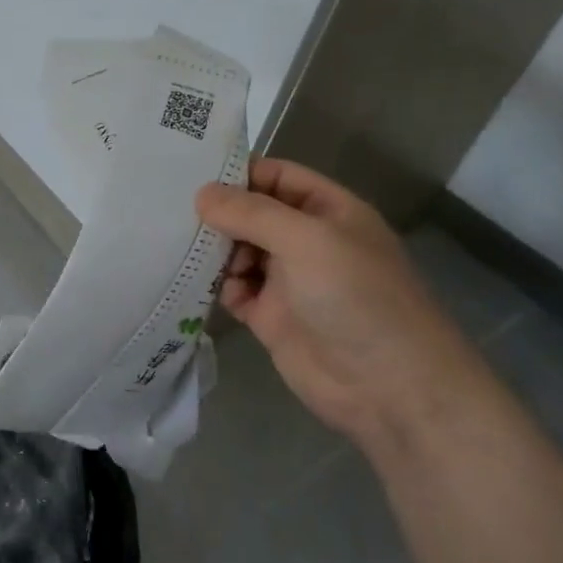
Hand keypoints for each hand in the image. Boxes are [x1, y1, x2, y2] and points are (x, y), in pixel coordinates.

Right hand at [194, 159, 489, 450]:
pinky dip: (215, 285)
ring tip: (183, 249)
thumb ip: (251, 212)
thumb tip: (202, 194)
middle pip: (251, 213)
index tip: (190, 174)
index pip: (276, 177)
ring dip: (213, 249)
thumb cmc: (356, 298)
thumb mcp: (306, 240)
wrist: (389, 389)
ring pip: (238, 251)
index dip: (238, 173)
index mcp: (328, 212)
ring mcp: (288, 280)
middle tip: (173, 210)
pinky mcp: (270, 317)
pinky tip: (197, 283)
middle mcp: (307, 241)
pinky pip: (233, 289)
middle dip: (218, 213)